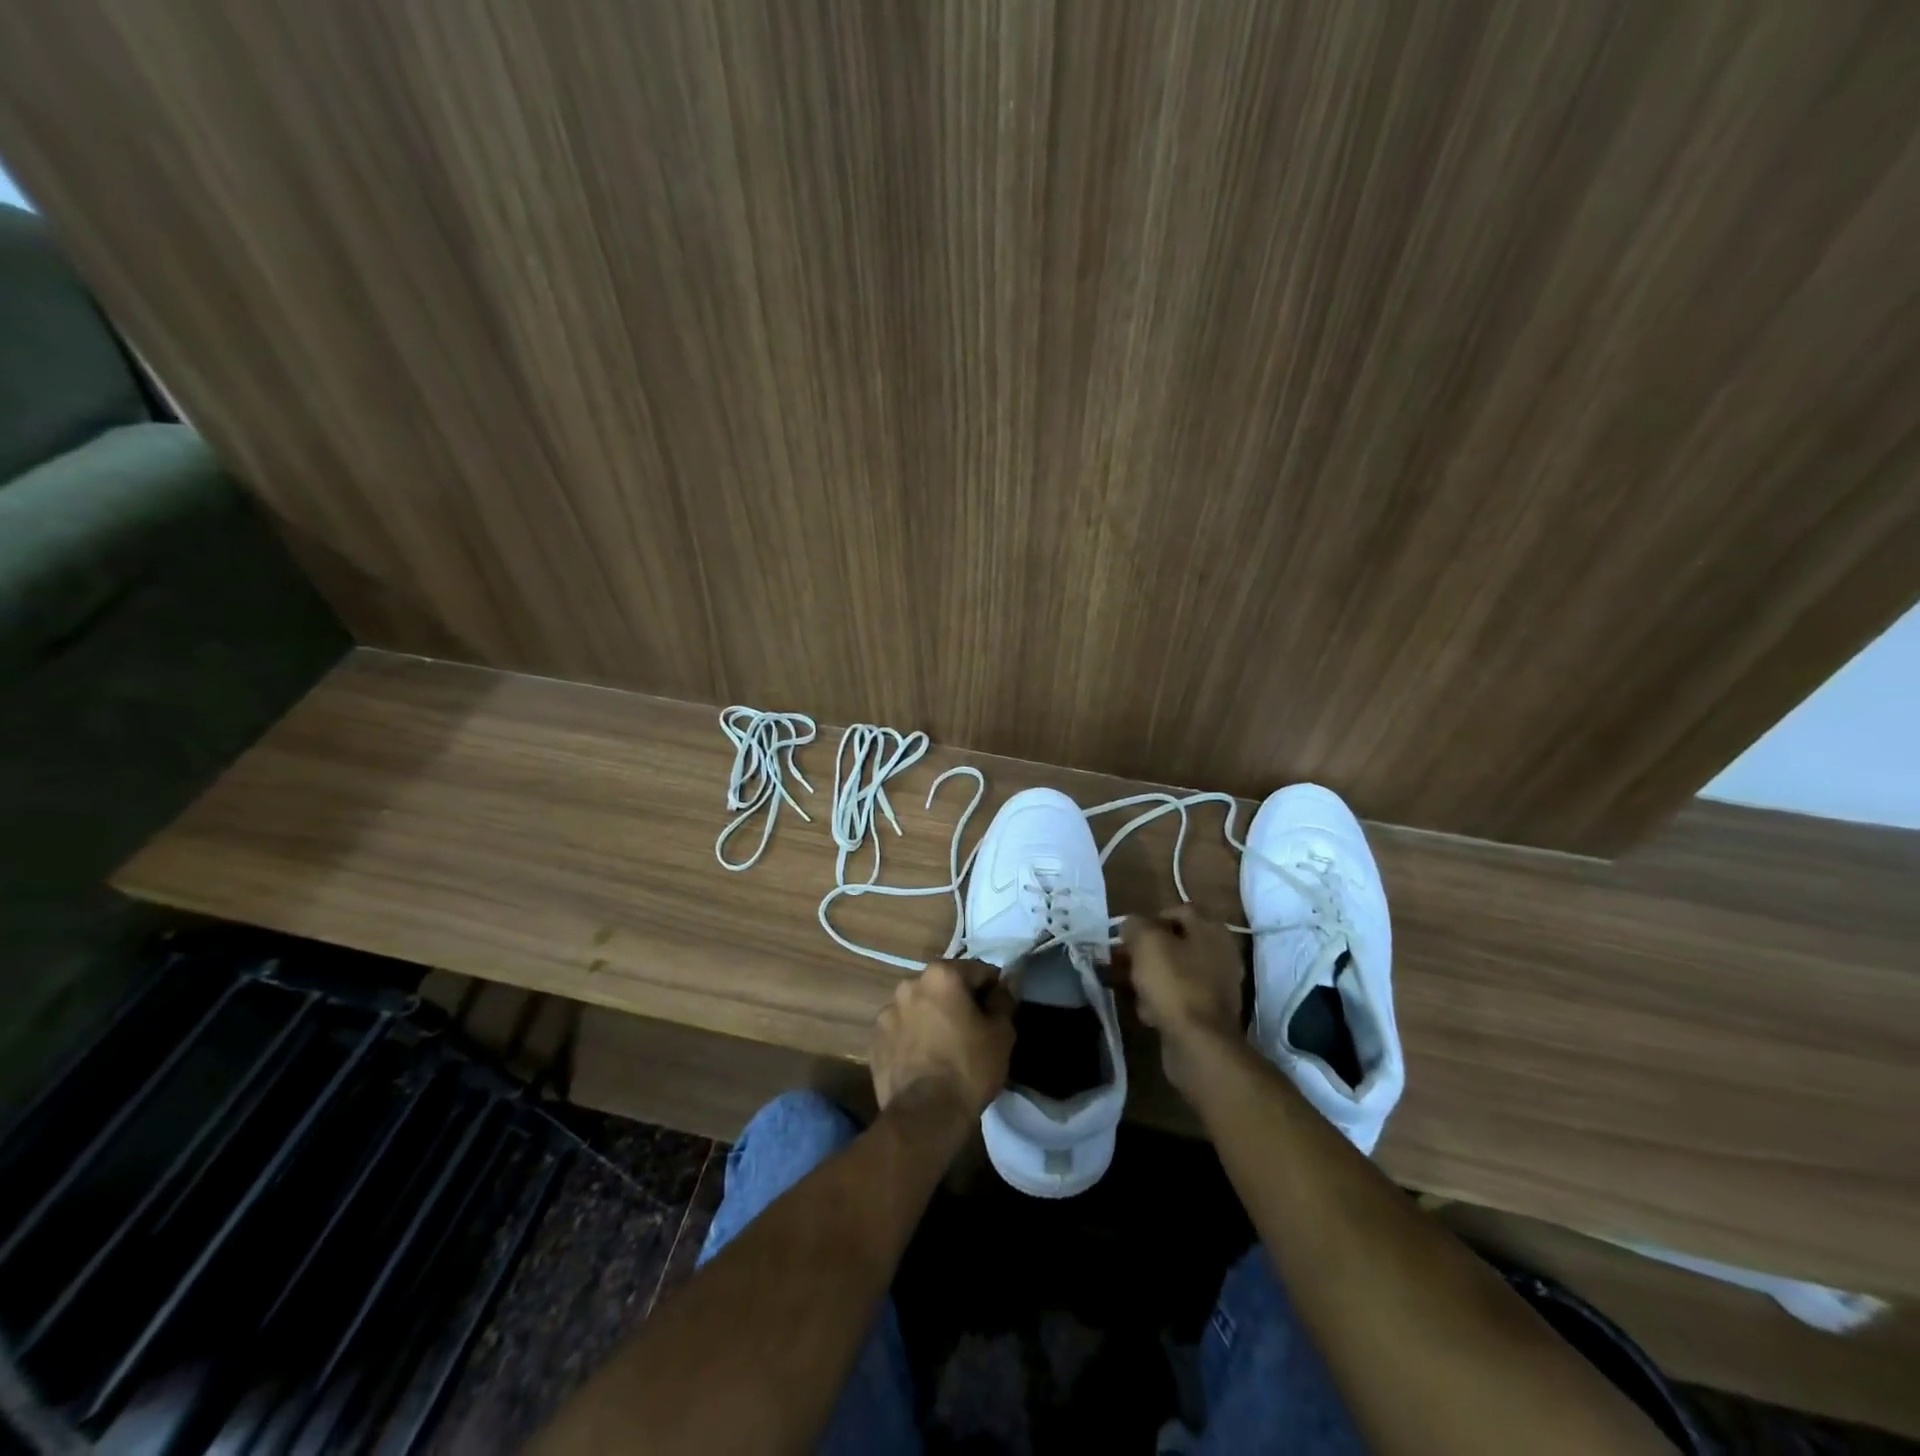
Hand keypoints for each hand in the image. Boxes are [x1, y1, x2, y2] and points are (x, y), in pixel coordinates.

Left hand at [871, 959, 1015, 1121]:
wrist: (925, 1116)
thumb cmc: (969, 1068)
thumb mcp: (1001, 1033)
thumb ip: (1004, 999)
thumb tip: (1008, 981)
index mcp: (941, 975)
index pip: (978, 971)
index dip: (993, 990)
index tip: (998, 1012)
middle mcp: (909, 984)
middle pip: (944, 986)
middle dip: (958, 1001)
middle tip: (973, 1030)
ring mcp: (887, 1012)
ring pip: (920, 1007)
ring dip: (932, 1018)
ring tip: (945, 1048)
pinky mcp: (875, 1040)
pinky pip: (901, 1031)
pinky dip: (912, 1038)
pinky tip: (924, 1061)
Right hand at [1120, 908, 1243, 1091]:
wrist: (1199, 1044)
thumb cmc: (1174, 983)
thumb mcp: (1147, 942)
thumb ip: (1135, 925)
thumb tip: (1131, 926)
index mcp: (1211, 929)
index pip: (1177, 911)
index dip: (1149, 920)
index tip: (1127, 936)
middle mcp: (1220, 953)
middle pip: (1175, 943)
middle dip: (1144, 951)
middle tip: (1120, 961)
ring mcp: (1218, 985)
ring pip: (1174, 971)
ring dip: (1149, 976)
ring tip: (1126, 986)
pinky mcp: (1209, 1013)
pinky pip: (1179, 998)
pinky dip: (1161, 1001)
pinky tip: (1145, 1011)